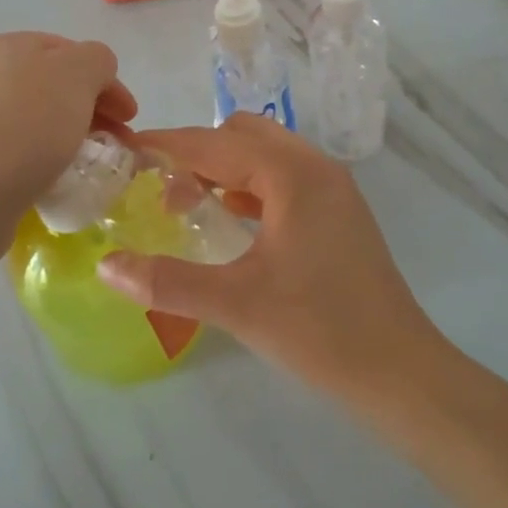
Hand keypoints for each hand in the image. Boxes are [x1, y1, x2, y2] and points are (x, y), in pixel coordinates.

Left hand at [0, 33, 136, 257]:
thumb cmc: (29, 123)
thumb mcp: (79, 73)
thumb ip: (98, 61)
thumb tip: (96, 77)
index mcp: (12, 46)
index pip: (73, 52)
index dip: (107, 81)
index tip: (130, 117)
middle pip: (57, 87)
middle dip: (94, 111)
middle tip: (118, 143)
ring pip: (41, 121)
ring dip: (73, 138)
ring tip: (92, 165)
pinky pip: (22, 153)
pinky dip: (47, 162)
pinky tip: (58, 181)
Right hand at [96, 114, 450, 403]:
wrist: (400, 372)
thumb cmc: (318, 330)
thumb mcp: (235, 304)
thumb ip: (167, 281)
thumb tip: (107, 266)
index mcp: (292, 175)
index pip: (215, 142)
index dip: (168, 144)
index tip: (127, 150)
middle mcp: (316, 167)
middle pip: (243, 135)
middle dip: (198, 152)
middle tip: (161, 189)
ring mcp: (333, 188)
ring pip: (267, 155)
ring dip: (225, 168)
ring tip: (189, 203)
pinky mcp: (340, 212)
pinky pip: (285, 178)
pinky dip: (251, 186)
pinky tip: (233, 220)